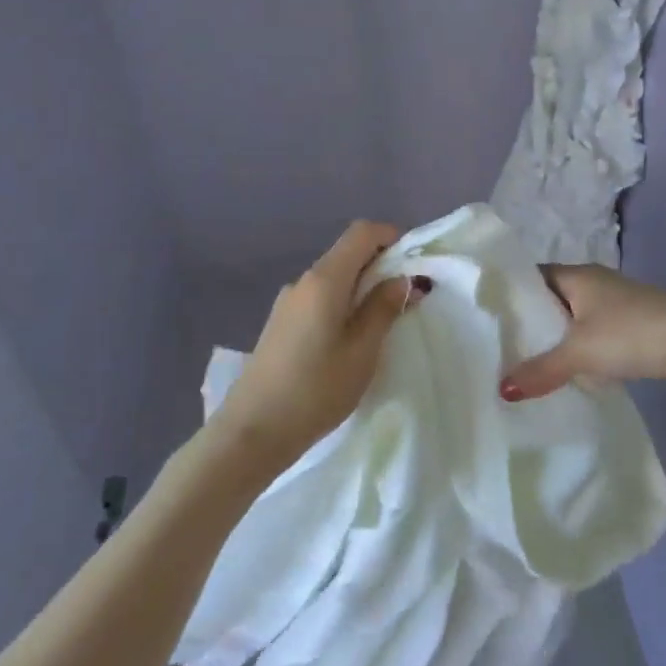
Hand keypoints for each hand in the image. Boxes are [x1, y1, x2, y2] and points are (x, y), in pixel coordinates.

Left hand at [209, 220, 431, 471]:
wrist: (252, 432)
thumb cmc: (315, 389)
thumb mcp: (362, 351)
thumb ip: (384, 309)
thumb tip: (402, 279)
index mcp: (325, 279)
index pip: (362, 232)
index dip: (391, 237)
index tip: (414, 264)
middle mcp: (303, 281)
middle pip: (347, 254)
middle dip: (381, 266)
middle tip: (407, 299)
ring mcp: (288, 303)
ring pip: (334, 279)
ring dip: (362, 289)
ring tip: (382, 325)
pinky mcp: (280, 324)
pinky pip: (320, 299)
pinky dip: (343, 305)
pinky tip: (349, 340)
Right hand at [499, 264, 665, 400]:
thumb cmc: (631, 333)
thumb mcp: (580, 353)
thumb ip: (540, 369)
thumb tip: (502, 388)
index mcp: (575, 275)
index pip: (530, 276)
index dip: (508, 293)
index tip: (484, 315)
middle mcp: (592, 282)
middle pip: (549, 298)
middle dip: (528, 320)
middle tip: (497, 344)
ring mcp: (613, 303)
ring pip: (571, 317)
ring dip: (554, 337)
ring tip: (523, 361)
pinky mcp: (629, 325)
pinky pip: (590, 332)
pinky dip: (576, 348)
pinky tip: (565, 370)